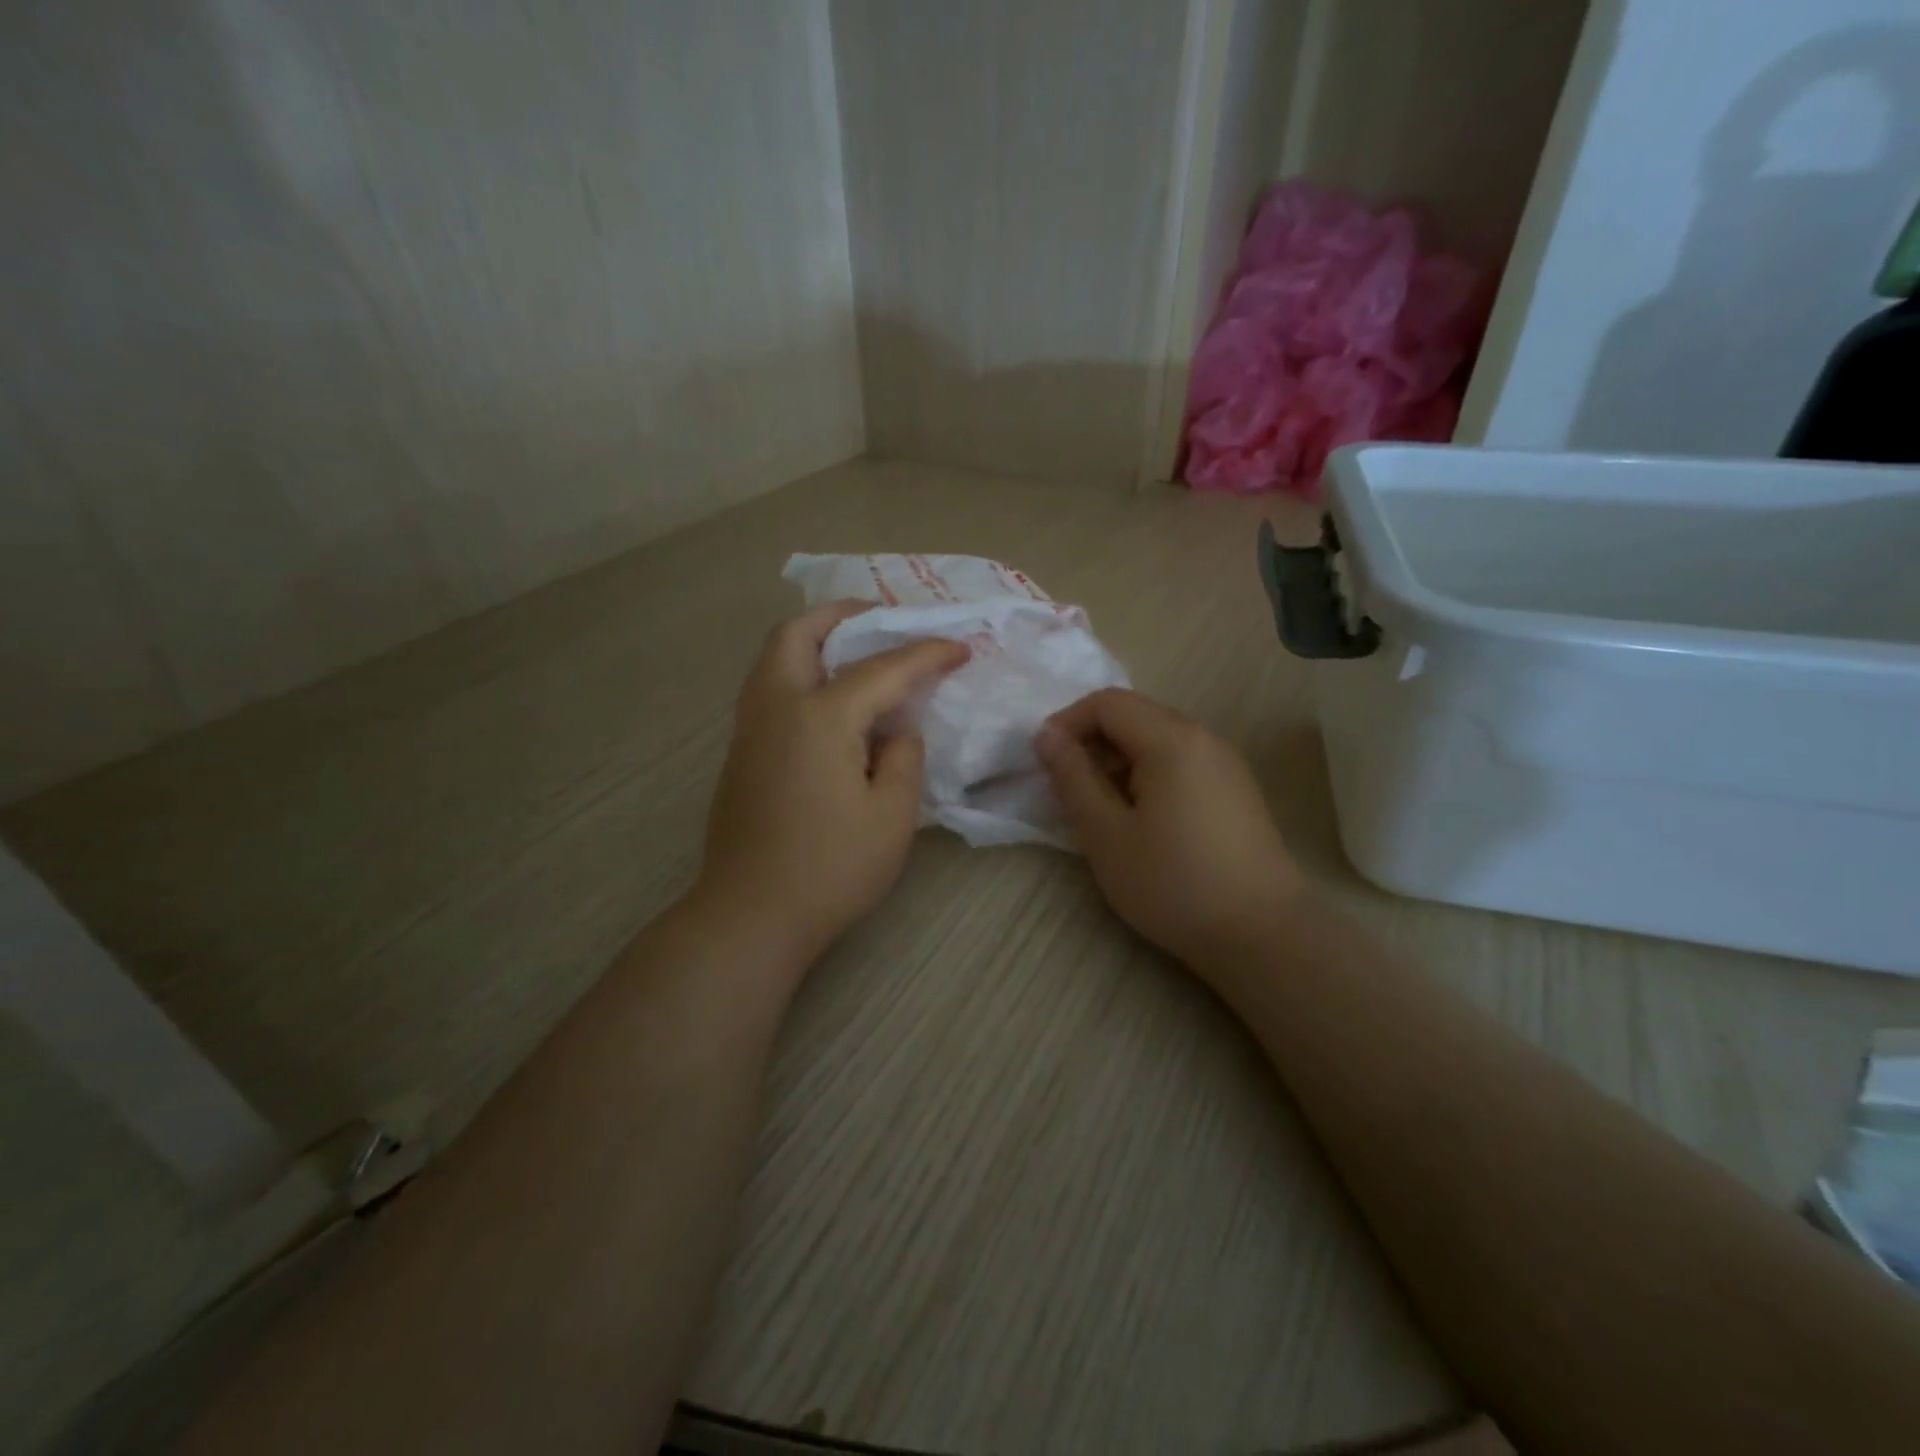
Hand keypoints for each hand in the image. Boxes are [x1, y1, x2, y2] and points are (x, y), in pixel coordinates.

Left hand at [696, 602, 968, 960]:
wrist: (751, 914)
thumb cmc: (831, 868)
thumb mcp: (891, 816)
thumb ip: (903, 758)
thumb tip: (896, 730)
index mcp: (820, 716)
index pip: (882, 669)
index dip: (926, 654)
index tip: (960, 646)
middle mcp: (777, 707)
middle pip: (797, 634)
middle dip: (841, 616)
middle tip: (880, 619)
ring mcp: (750, 730)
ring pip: (773, 658)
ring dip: (813, 640)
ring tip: (854, 650)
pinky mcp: (740, 755)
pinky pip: (768, 688)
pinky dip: (798, 671)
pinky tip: (827, 701)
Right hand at [1035, 688, 1302, 966]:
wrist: (1262, 935)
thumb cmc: (1173, 883)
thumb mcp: (1106, 834)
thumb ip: (1073, 778)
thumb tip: (1046, 736)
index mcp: (1172, 740)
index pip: (1108, 703)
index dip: (1067, 723)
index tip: (1045, 763)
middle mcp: (1204, 738)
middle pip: (1135, 716)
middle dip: (1093, 743)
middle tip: (1070, 791)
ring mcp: (1226, 764)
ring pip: (1157, 740)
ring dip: (1119, 762)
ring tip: (1102, 811)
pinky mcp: (1235, 790)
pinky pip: (1181, 763)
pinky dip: (1148, 777)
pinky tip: (1142, 822)